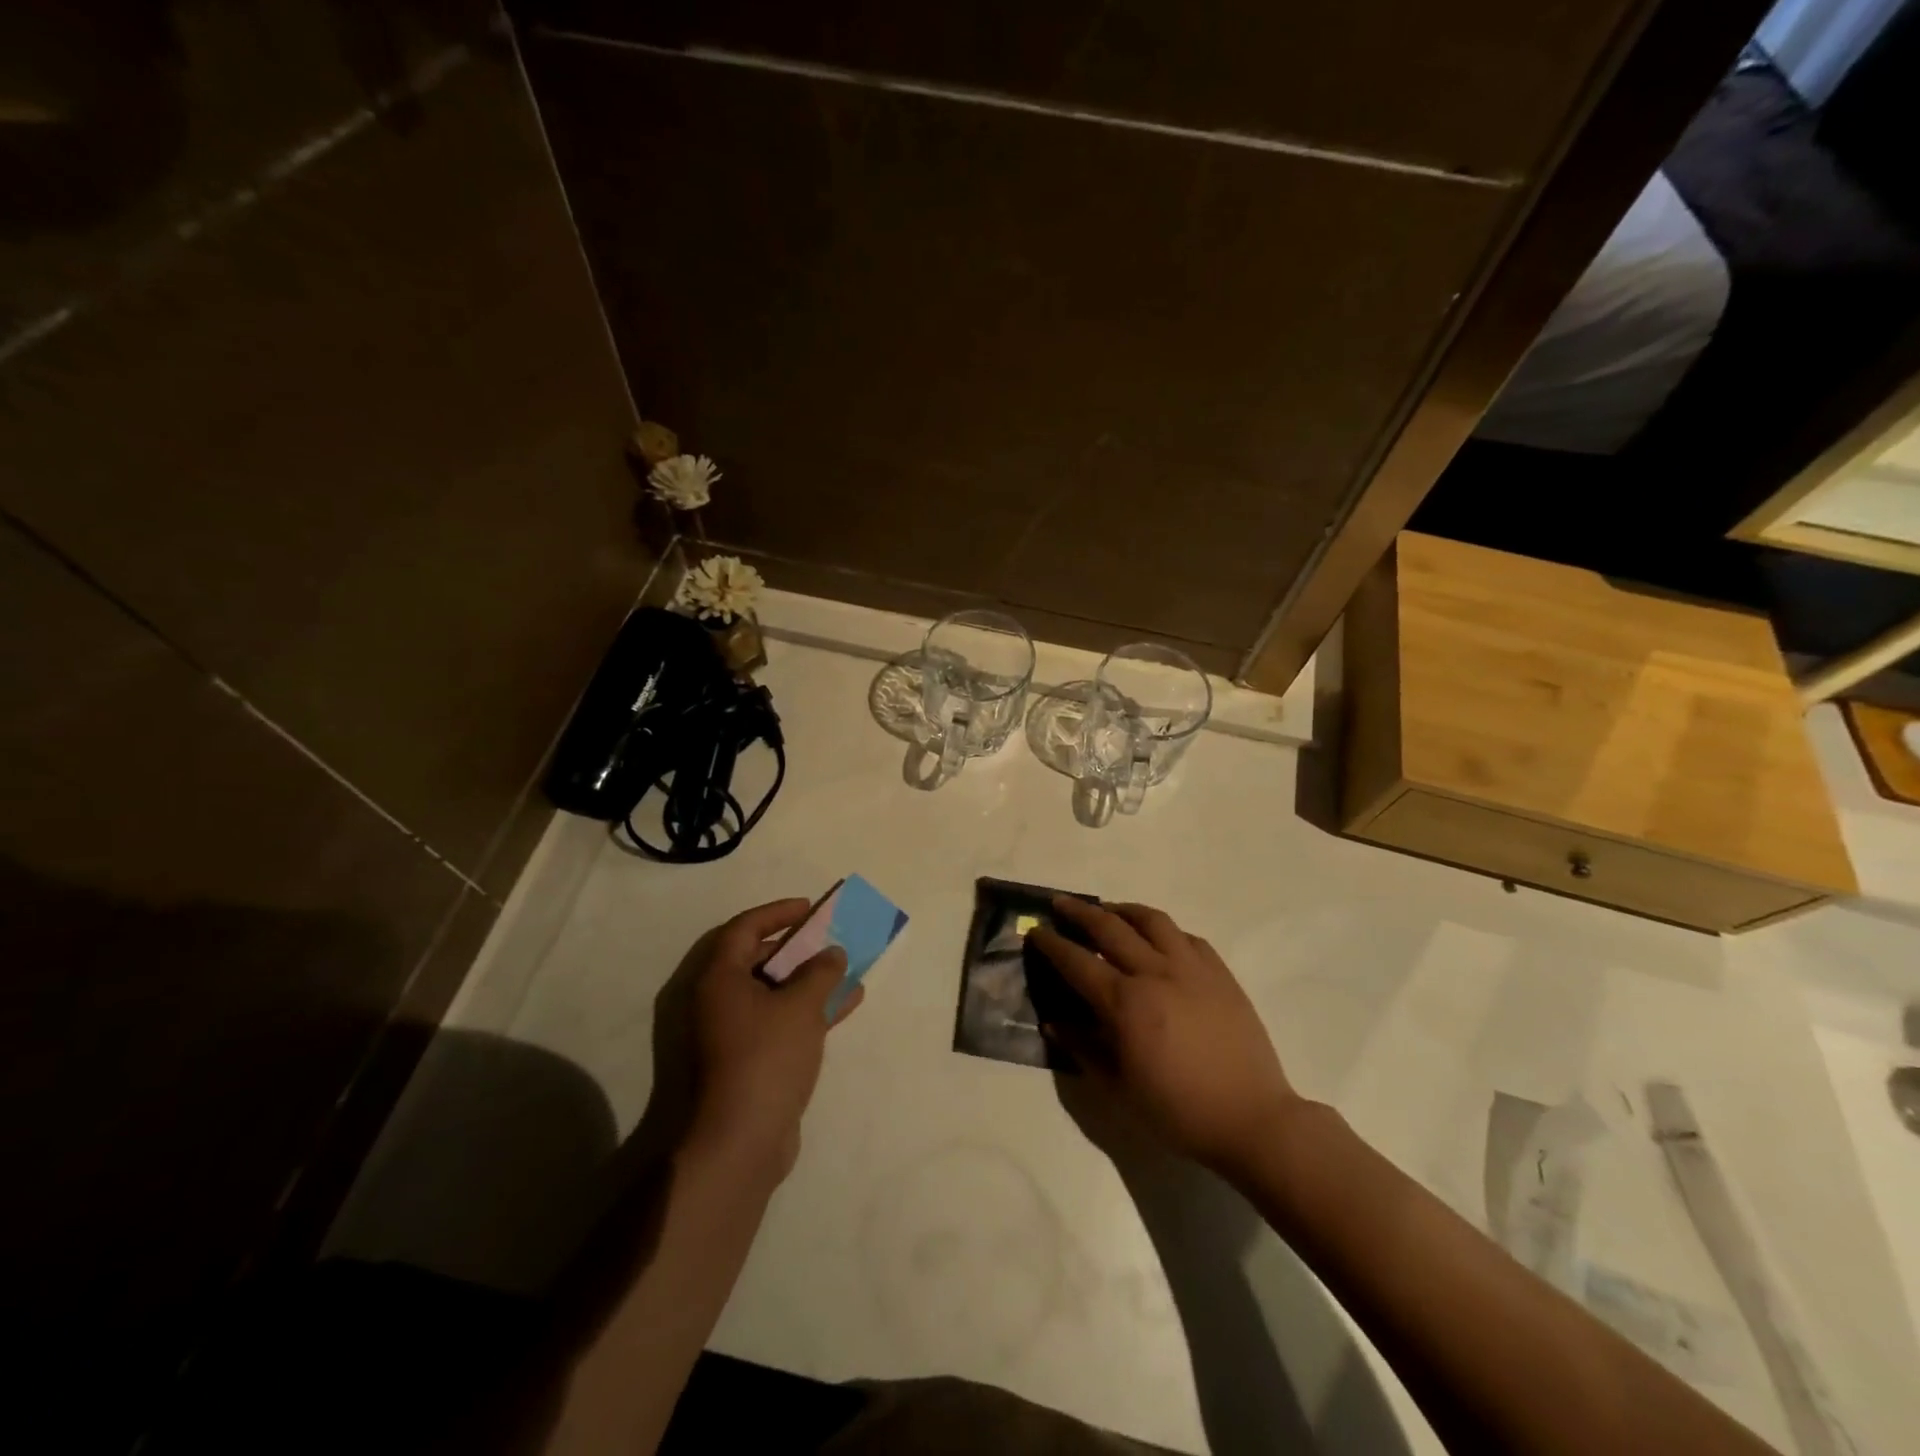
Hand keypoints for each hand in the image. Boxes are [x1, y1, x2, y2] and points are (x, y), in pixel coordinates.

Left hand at [678, 899, 862, 1180]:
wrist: (740, 1142)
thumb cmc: (766, 1057)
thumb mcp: (801, 1005)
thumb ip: (821, 971)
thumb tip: (831, 954)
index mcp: (719, 979)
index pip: (744, 929)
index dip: (777, 913)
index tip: (809, 908)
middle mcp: (718, 1002)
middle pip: (757, 960)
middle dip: (796, 947)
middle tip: (827, 938)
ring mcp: (731, 1034)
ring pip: (773, 993)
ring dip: (808, 980)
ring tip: (845, 969)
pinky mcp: (748, 1062)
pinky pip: (780, 1021)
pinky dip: (808, 1010)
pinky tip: (845, 1006)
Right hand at [1029, 899, 1298, 1180]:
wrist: (1251, 1119)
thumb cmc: (1178, 1111)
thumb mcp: (1120, 1088)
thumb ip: (1083, 1048)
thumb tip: (1054, 1022)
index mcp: (1125, 1003)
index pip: (1077, 961)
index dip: (1052, 944)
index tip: (1035, 931)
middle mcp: (1155, 973)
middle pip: (1110, 927)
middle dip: (1080, 912)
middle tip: (1061, 903)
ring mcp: (1192, 968)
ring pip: (1152, 920)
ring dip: (1123, 910)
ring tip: (1109, 910)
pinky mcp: (1220, 973)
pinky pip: (1187, 937)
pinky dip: (1164, 930)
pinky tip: (1158, 937)